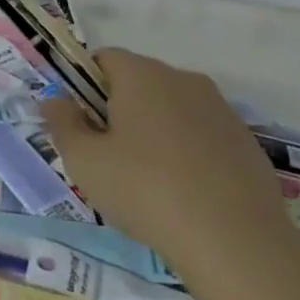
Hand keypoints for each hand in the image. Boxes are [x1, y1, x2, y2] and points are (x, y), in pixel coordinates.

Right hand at [42, 49, 295, 288]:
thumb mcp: (84, 160)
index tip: (81, 123)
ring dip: (154, 130)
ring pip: (172, 108)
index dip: (85, 85)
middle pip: (139, 81)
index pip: (104, 58)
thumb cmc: (144, 189)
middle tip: (107, 155)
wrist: (234, 240)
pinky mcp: (245, 141)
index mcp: (142, 75)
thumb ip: (62, 123)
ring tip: (147, 179)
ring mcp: (220, 109)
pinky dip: (187, 151)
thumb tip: (54, 99)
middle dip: (119, 108)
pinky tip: (184, 192)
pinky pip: (202, 134)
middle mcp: (183, 79)